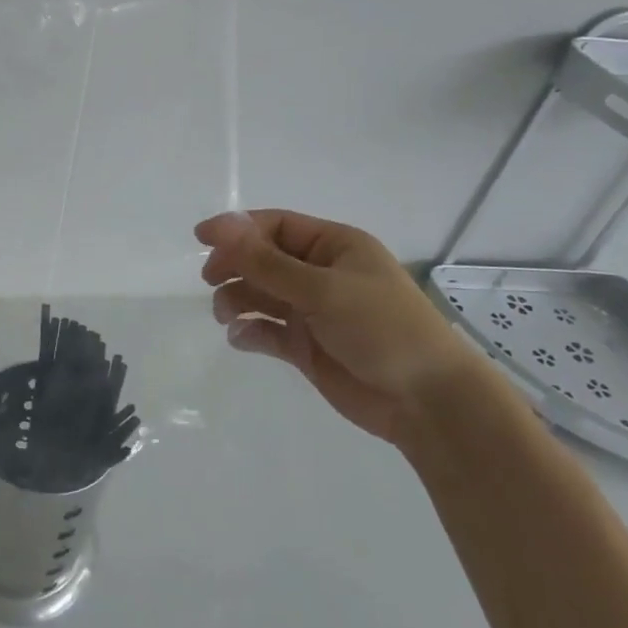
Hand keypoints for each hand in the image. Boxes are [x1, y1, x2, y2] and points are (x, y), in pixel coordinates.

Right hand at [196, 210, 492, 445]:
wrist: (426, 401)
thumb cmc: (381, 328)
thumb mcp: (322, 289)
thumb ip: (266, 262)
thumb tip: (222, 226)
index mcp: (334, 246)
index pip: (276, 226)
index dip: (238, 229)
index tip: (201, 239)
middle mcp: (321, 274)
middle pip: (264, 259)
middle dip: (235, 266)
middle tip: (211, 280)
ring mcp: (313, 311)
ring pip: (261, 295)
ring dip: (238, 299)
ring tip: (225, 315)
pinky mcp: (306, 347)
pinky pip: (267, 331)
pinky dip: (249, 331)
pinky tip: (240, 338)